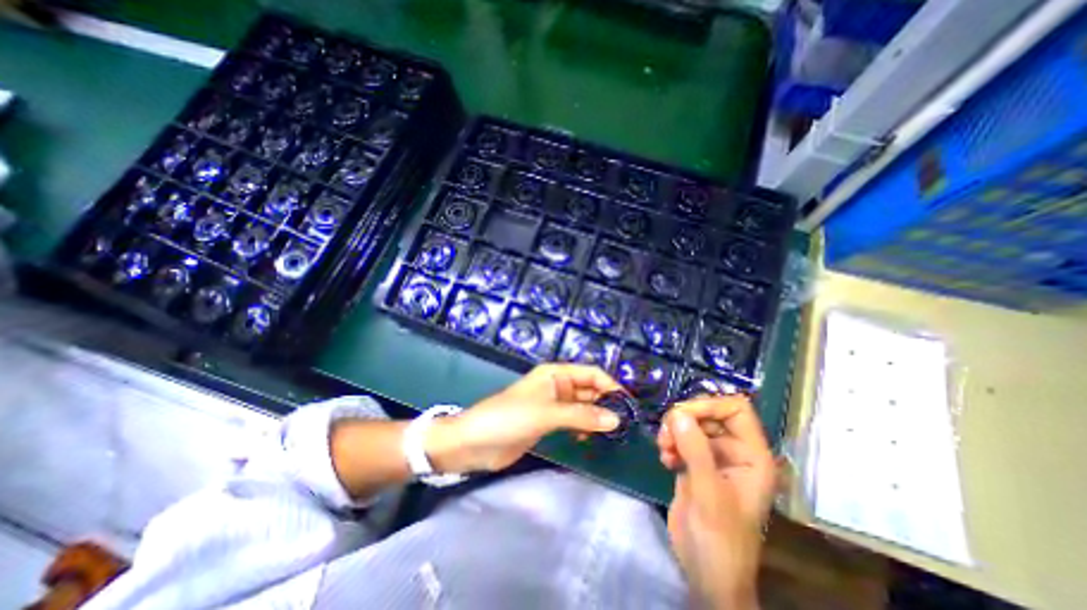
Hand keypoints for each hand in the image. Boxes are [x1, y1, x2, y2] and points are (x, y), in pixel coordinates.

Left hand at [429, 364, 624, 474]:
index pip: (591, 373)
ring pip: (583, 407)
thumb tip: (617, 419)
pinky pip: (574, 422)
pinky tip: (591, 439)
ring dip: (597, 416)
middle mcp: (557, 386)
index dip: (610, 385)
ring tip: (615, 433)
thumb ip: (581, 415)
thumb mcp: (547, 413)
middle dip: (607, 402)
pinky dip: (584, 428)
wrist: (474, 442)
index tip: (629, 405)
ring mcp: (553, 406)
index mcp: (556, 374)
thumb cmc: (509, 418)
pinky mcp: (548, 424)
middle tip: (627, 424)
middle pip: (589, 390)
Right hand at [658, 395, 775, 609]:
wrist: (707, 573)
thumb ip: (695, 451)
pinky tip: (664, 460)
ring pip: (691, 423)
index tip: (682, 415)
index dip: (710, 405)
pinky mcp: (694, 463)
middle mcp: (734, 450)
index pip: (736, 408)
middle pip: (708, 412)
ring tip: (663, 449)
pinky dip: (669, 443)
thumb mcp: (709, 494)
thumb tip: (678, 413)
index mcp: (752, 455)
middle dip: (684, 419)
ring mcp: (713, 456)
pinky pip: (680, 438)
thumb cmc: (720, 539)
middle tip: (666, 435)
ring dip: (673, 431)